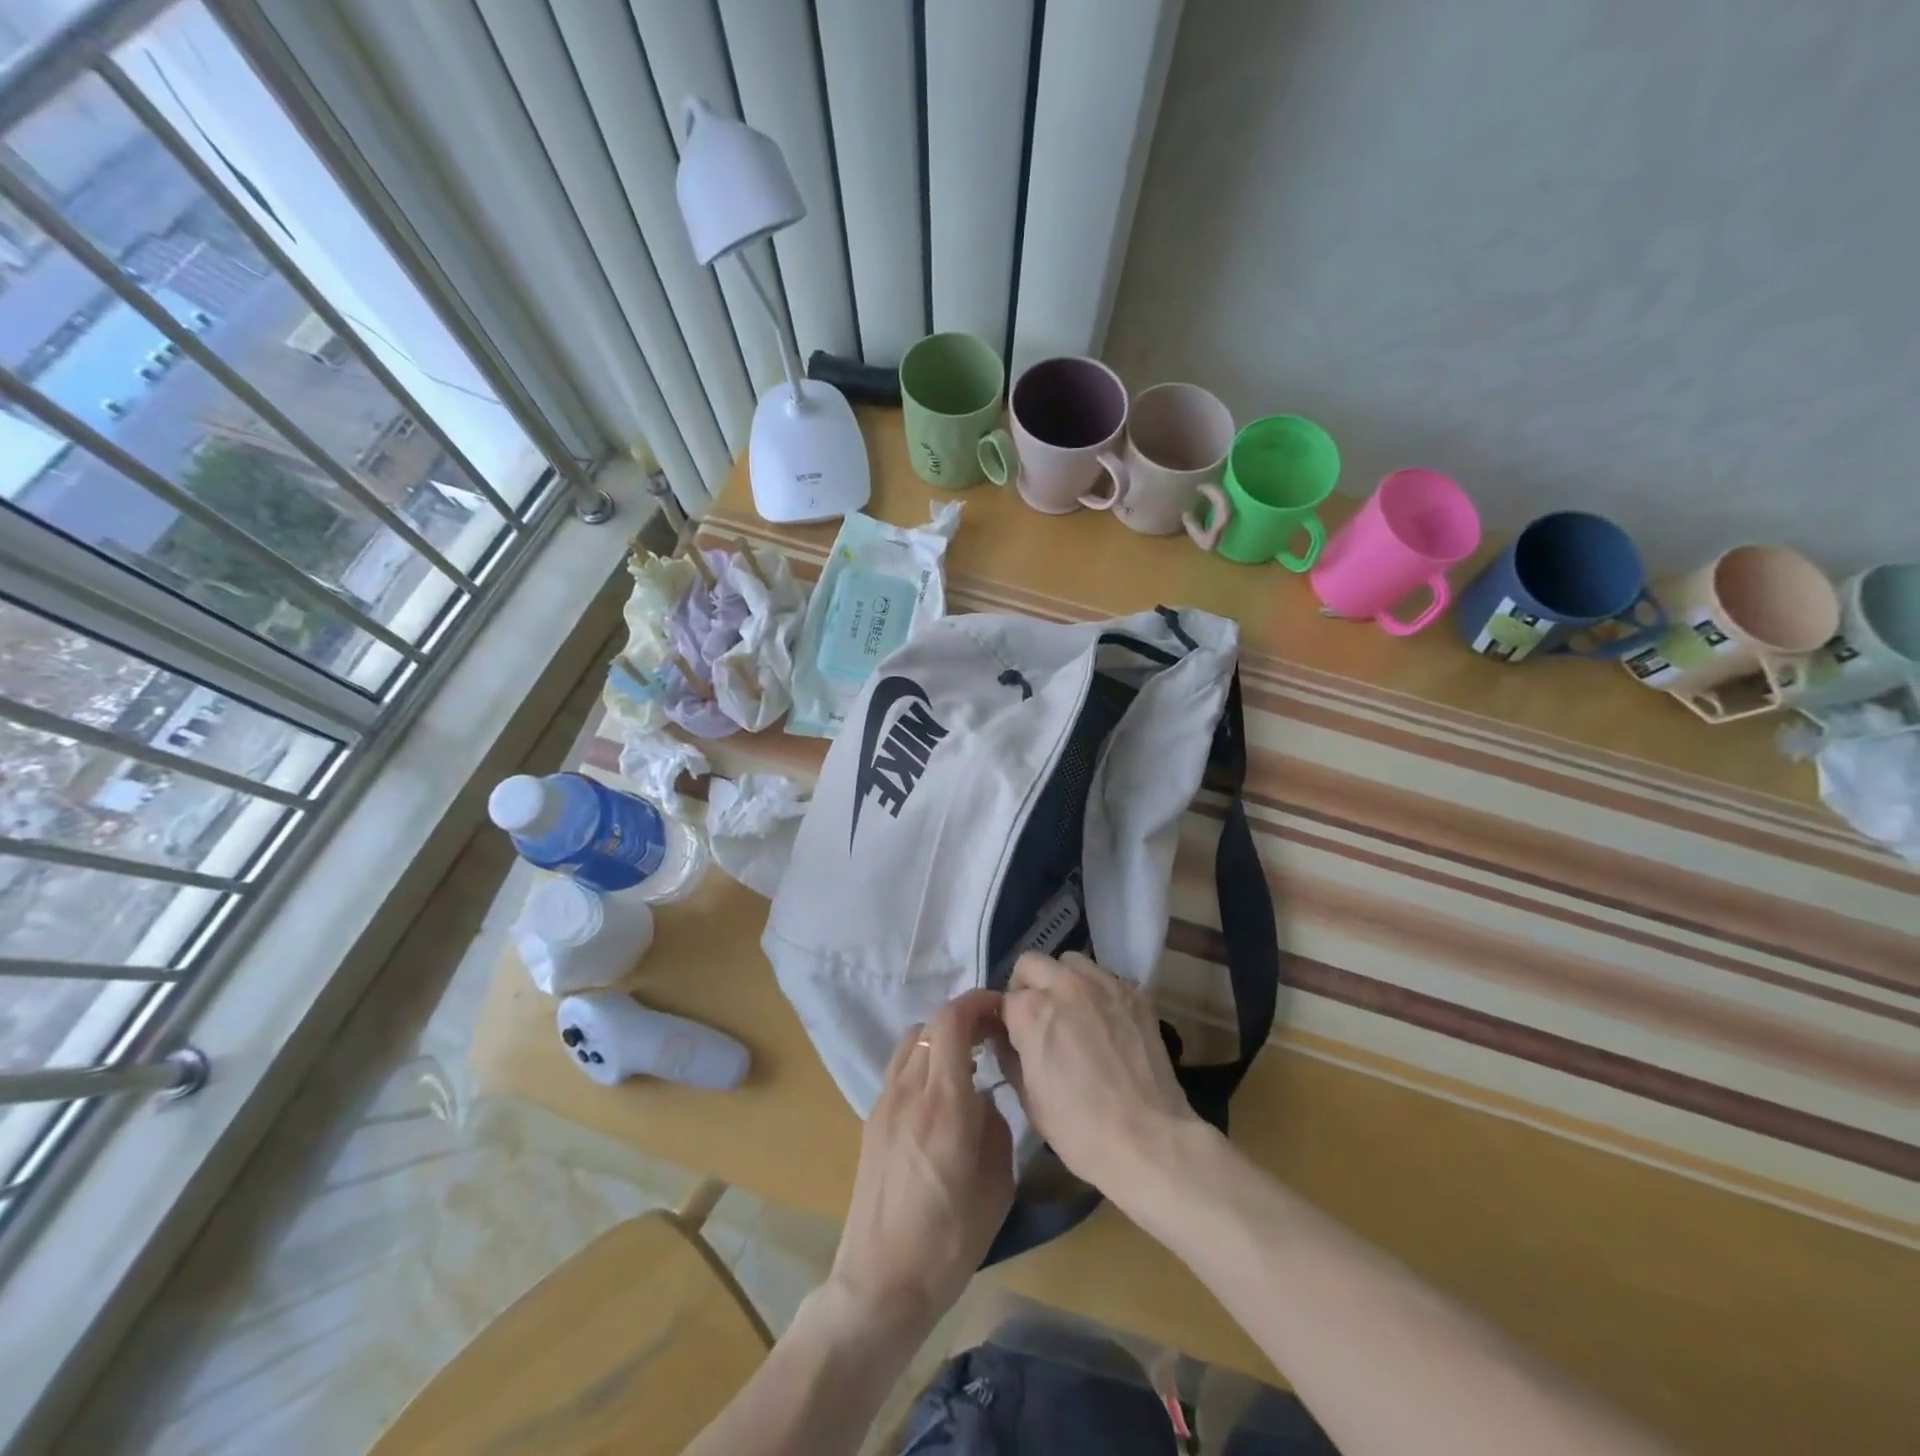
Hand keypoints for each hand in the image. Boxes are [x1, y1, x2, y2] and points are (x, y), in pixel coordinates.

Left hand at [827, 989, 1013, 1338]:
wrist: (881, 1282)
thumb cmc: (949, 1240)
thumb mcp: (997, 1186)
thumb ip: (995, 1127)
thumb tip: (983, 1101)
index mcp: (943, 1102)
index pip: (952, 1021)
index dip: (977, 1002)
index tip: (1002, 1008)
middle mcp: (908, 1090)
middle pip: (931, 1024)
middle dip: (963, 1019)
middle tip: (991, 1038)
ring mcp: (884, 1103)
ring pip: (912, 1042)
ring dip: (940, 1039)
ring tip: (967, 1065)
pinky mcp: (872, 1120)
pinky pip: (900, 1069)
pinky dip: (923, 1063)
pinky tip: (940, 1097)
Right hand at [1001, 951, 1197, 1192]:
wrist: (1149, 1140)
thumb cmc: (1080, 1129)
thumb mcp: (1029, 1099)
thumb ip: (1009, 1056)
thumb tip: (1004, 1037)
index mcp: (1032, 1011)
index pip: (1006, 999)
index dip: (1008, 1021)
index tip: (1015, 1038)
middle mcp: (1065, 985)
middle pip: (1032, 964)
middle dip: (1028, 987)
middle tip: (1038, 1018)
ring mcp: (1104, 985)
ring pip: (1071, 962)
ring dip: (1063, 980)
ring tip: (1073, 1012)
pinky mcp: (1135, 994)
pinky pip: (1106, 977)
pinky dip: (1097, 991)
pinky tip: (1104, 1021)